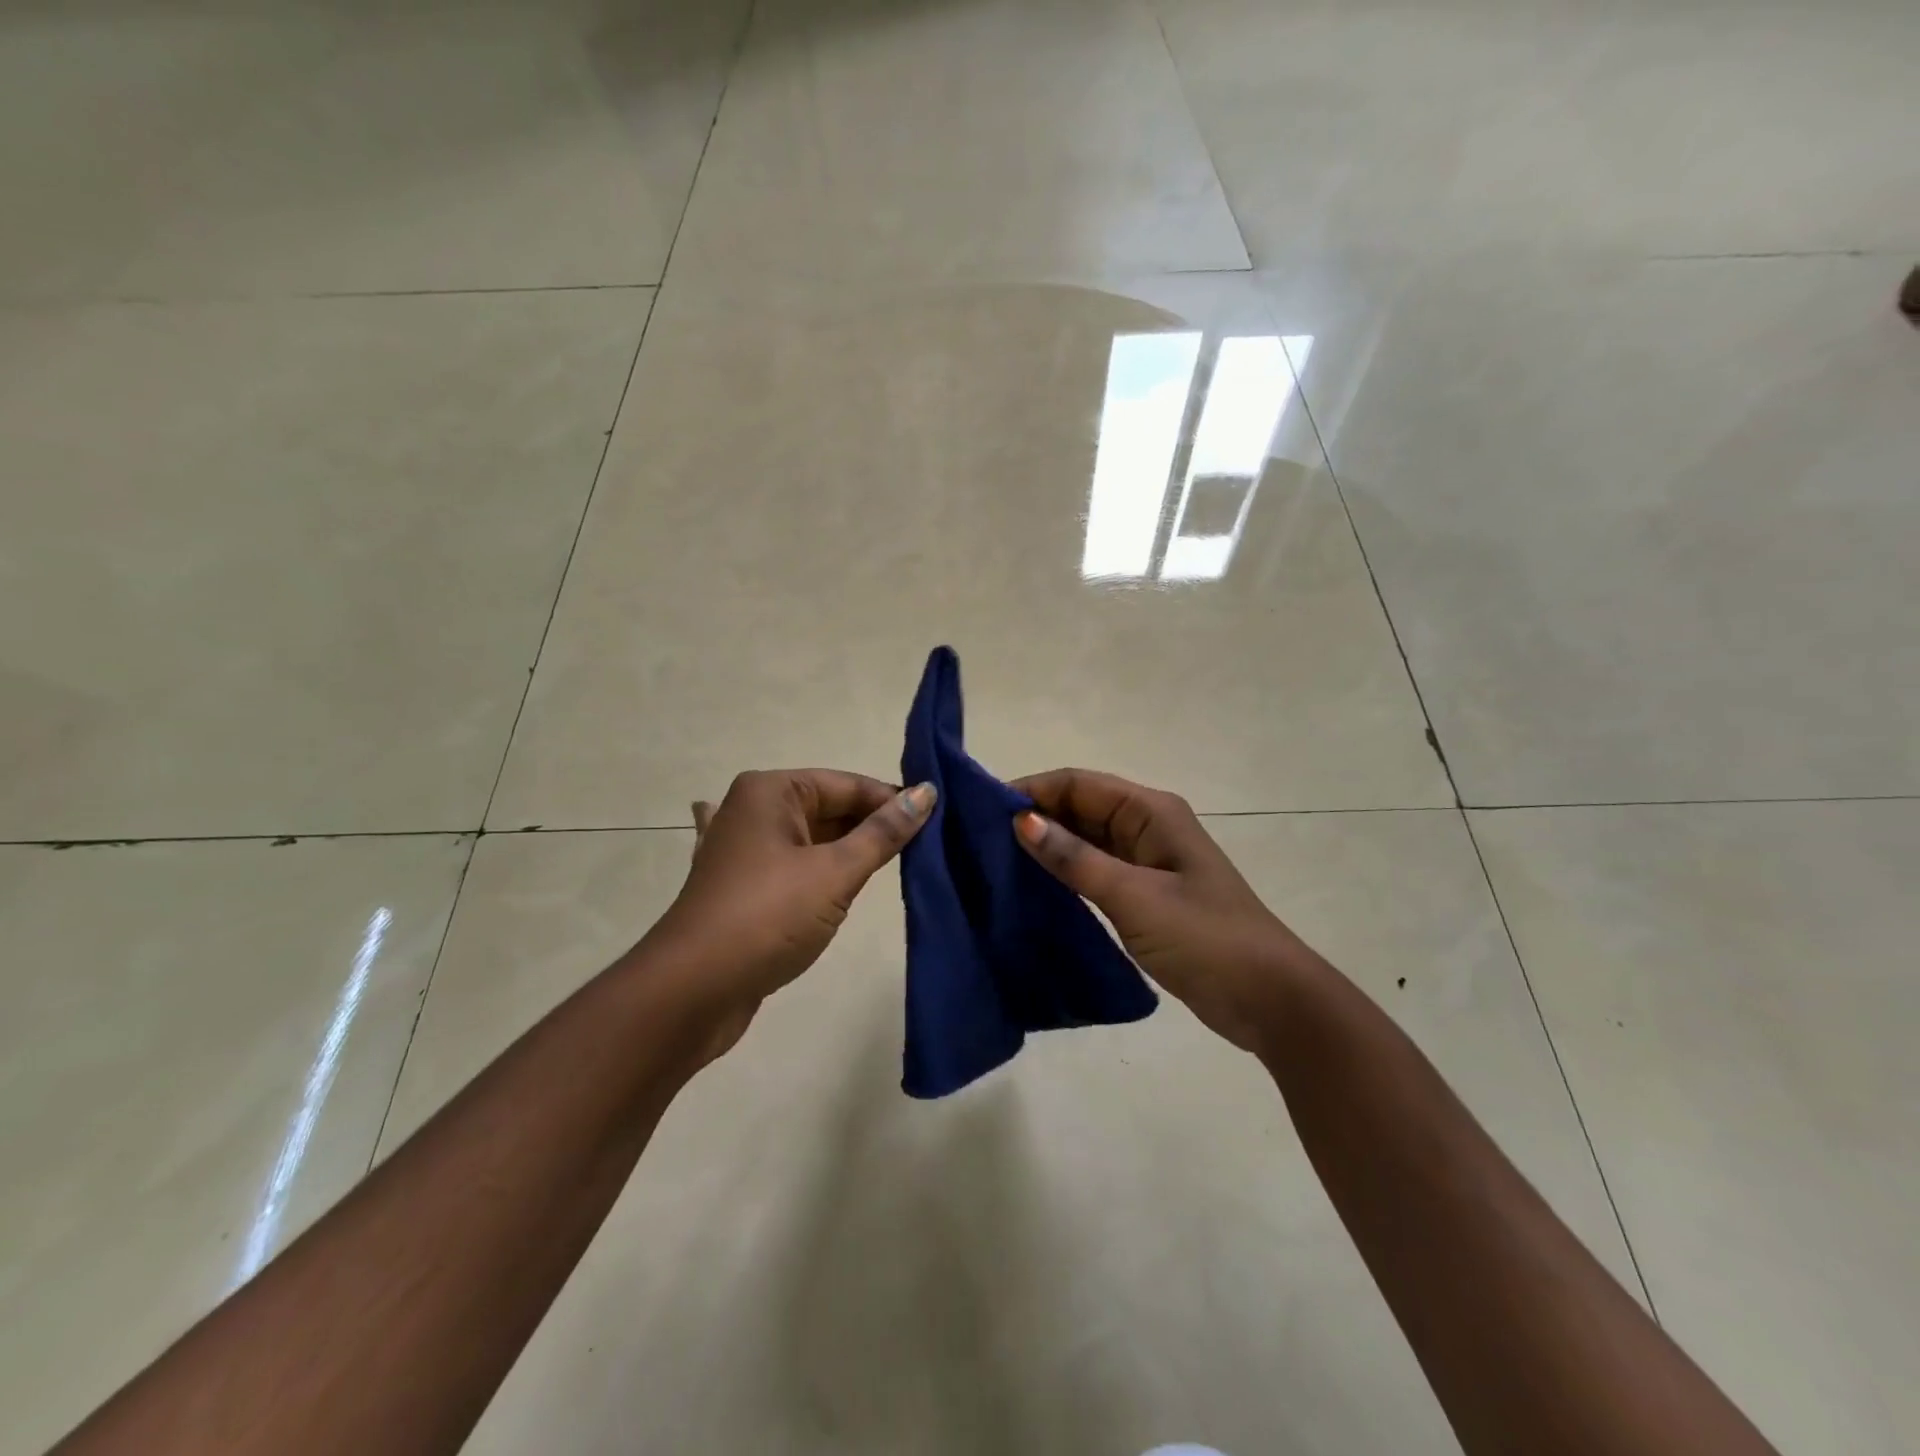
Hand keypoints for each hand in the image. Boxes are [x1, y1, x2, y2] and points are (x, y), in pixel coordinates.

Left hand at [643, 769, 933, 1060]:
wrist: (692, 991)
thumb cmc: (767, 917)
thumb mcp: (834, 873)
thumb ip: (883, 833)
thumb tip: (926, 793)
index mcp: (771, 791)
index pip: (848, 784)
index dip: (892, 802)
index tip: (937, 823)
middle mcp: (754, 810)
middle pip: (830, 808)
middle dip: (874, 828)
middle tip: (926, 850)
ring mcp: (747, 850)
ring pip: (815, 839)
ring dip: (852, 853)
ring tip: (901, 869)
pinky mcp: (746, 887)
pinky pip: (798, 867)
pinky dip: (826, 874)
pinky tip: (851, 887)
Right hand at [1011, 768, 1320, 1054]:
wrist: (1269, 998)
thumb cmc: (1204, 937)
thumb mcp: (1134, 896)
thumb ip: (1075, 858)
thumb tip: (1021, 821)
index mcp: (1150, 811)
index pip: (1077, 783)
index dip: (1031, 791)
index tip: (982, 812)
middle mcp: (1147, 827)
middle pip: (1080, 808)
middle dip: (1034, 818)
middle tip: (980, 842)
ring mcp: (1147, 862)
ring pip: (1085, 840)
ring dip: (1047, 847)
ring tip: (995, 864)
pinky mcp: (1145, 895)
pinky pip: (1095, 872)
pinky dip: (1065, 875)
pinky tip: (1032, 890)